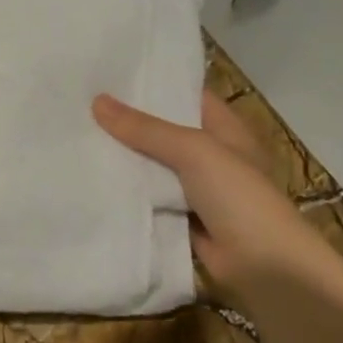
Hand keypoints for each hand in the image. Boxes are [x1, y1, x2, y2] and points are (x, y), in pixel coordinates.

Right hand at [94, 90, 342, 303]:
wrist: (265, 268)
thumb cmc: (239, 197)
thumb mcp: (194, 151)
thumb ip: (146, 129)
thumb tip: (98, 101)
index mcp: (224, 129)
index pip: (185, 95)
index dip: (153, 84)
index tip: (110, 74)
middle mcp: (211, 154)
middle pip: (164, 131)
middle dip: (128, 121)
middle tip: (81, 103)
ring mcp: (196, 189)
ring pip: (152, 166)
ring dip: (124, 157)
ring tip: (78, 135)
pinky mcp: (181, 219)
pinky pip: (149, 198)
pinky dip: (127, 192)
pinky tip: (92, 179)